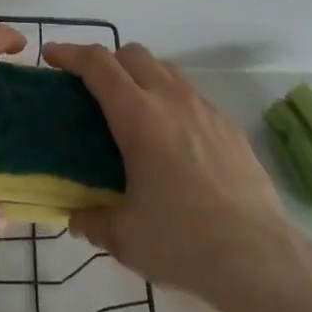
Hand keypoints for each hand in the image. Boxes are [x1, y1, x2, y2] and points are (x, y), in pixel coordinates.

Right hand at [42, 40, 293, 307]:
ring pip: (165, 70)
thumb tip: (77, 216)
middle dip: (106, 61)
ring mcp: (205, 109)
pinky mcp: (228, 126)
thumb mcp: (125, 237)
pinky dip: (170, 100)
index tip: (52, 55)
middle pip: (133, 54)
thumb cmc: (183, 242)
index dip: (71, 54)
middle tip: (90, 89)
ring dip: (140, 77)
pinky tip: (171, 140)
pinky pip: (190, 95)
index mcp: (139, 117)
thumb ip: (93, 220)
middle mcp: (172, 100)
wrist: (259, 257)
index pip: (98, 65)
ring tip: (131, 112)